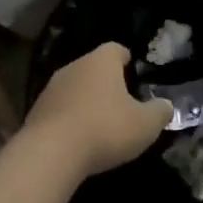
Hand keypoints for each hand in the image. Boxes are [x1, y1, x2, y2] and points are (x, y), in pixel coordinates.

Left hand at [23, 43, 172, 177]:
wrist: (50, 153)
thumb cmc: (105, 129)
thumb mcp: (145, 125)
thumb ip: (160, 112)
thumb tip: (166, 105)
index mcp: (101, 62)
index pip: (116, 49)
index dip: (127, 59)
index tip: (134, 70)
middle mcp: (74, 67)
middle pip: (93, 68)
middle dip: (107, 82)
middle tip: (122, 100)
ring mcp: (51, 88)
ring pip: (75, 88)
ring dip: (86, 100)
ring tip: (101, 121)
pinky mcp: (36, 111)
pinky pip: (60, 109)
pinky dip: (70, 118)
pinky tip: (79, 138)